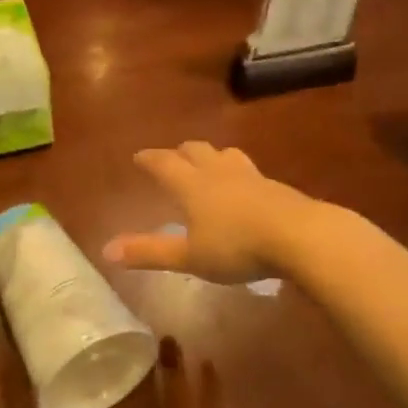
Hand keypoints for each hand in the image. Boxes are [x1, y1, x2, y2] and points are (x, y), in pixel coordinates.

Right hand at [102, 142, 313, 283]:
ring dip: (211, 156)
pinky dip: (238, 173)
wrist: (301, 236)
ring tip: (209, 163)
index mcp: (192, 185)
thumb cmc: (237, 247)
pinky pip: (249, 171)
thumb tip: (106, 250)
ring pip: (225, 155)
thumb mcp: (190, 257)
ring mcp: (250, 176)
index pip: (164, 163)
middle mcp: (218, 172)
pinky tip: (245, 188)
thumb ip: (149, 252)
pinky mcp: (276, 187)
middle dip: (180, 152)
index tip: (138, 157)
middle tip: (172, 157)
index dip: (149, 159)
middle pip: (195, 150)